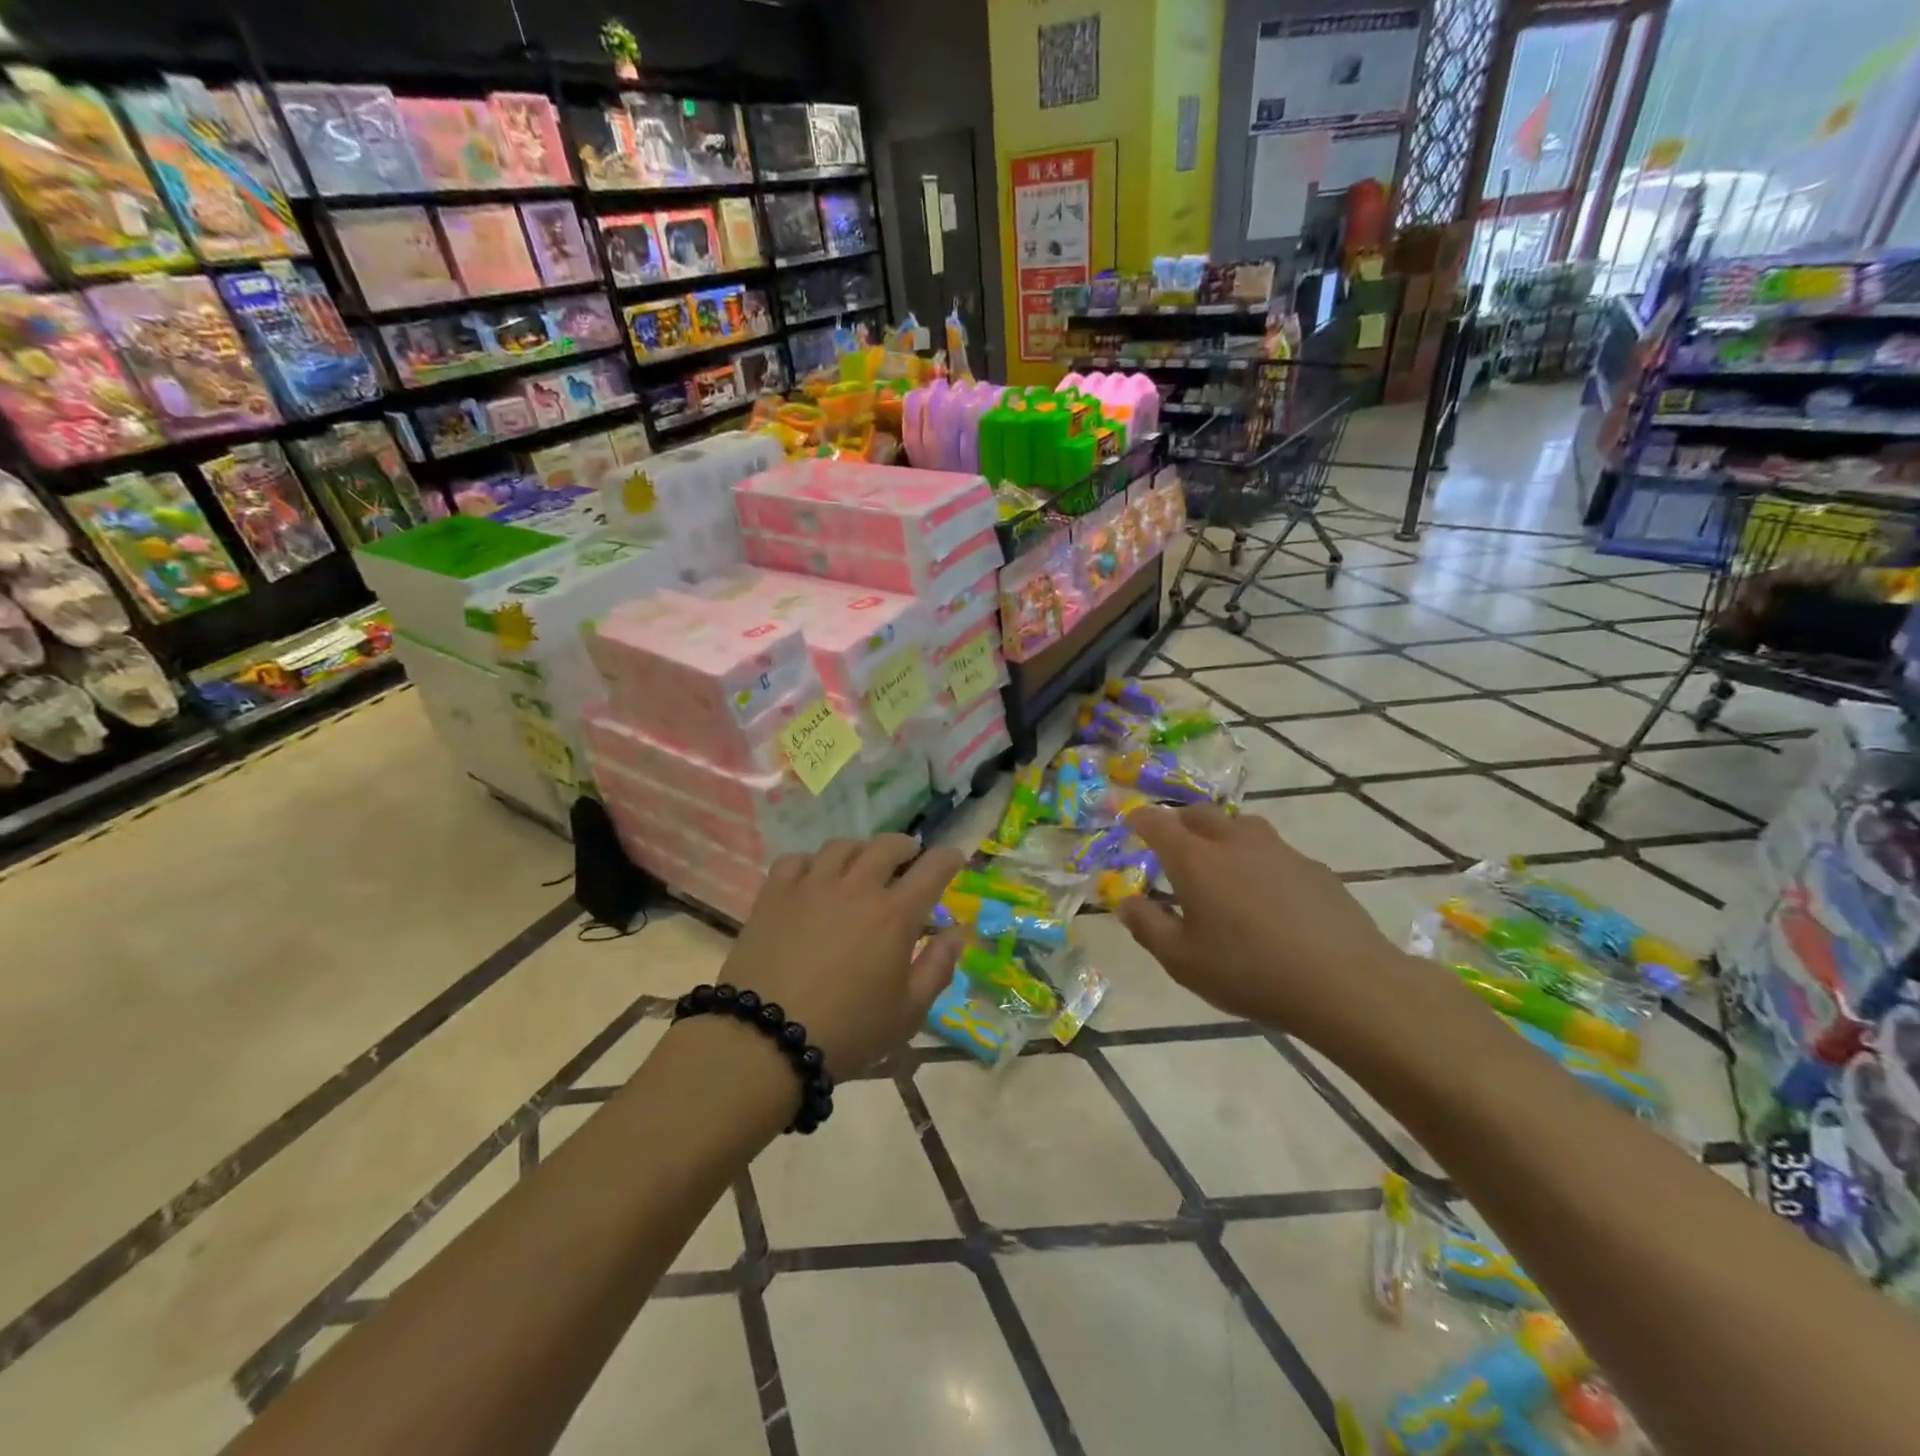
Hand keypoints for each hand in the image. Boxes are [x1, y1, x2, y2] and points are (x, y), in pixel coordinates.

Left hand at [719, 835, 964, 1076]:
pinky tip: (813, 878)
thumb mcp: (908, 1013)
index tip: (953, 859)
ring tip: (862, 865)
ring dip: (861, 850)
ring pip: (843, 846)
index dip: (948, 858)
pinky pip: (796, 859)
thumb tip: (955, 932)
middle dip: (906, 847)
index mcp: (895, 915)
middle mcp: (857, 888)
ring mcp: (812, 886)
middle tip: (909, 858)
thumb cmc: (847, 1032)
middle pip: (887, 846)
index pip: (932, 868)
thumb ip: (938, 968)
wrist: (765, 1040)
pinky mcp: (775, 894)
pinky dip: (812, 862)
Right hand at [1115, 804, 1413, 1042]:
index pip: (1158, 823)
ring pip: (1241, 825)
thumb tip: (1126, 901)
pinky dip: (1259, 860)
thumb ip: (1148, 927)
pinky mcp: (1313, 868)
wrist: (1344, 982)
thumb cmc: (1249, 972)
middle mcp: (1234, 842)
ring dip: (1222, 833)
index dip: (1140, 819)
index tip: (1131, 820)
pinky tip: (1268, 893)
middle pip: (1200, 813)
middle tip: (1172, 839)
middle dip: (1180, 820)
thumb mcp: (1182, 961)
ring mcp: (1279, 850)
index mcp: (1195, 860)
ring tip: (1220, 860)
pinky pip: (1275, 851)